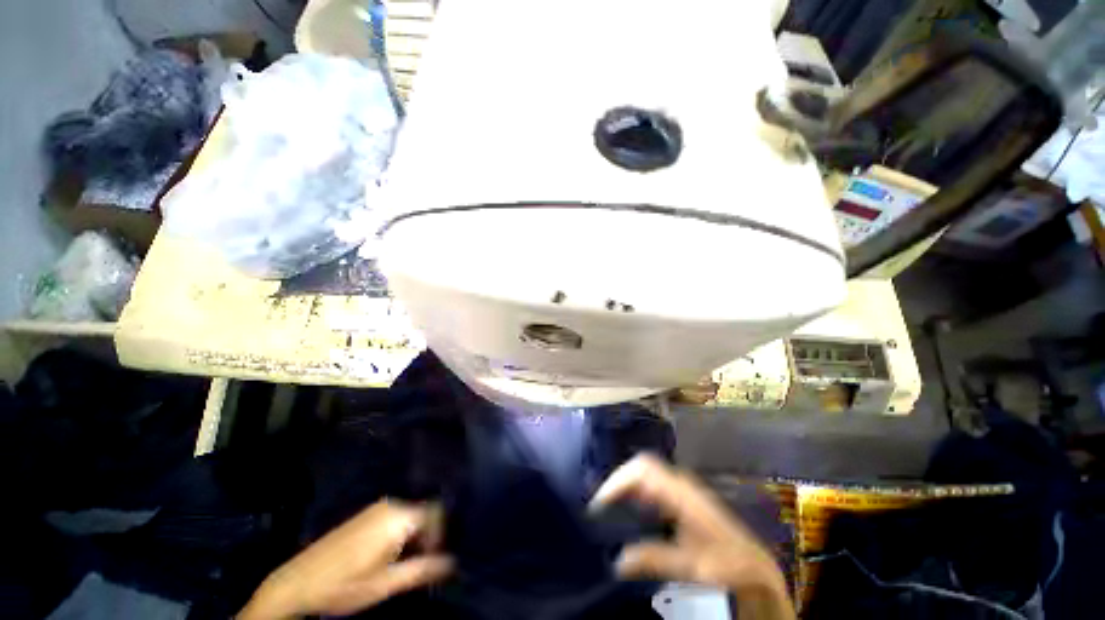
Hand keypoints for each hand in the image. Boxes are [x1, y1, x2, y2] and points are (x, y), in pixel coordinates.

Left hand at [239, 500, 453, 618]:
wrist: (297, 582)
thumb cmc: (345, 585)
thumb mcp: (386, 584)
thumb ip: (422, 570)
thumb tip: (452, 563)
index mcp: (399, 517)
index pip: (437, 513)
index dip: (441, 535)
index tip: (433, 559)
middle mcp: (391, 505)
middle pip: (423, 514)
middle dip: (426, 538)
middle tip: (416, 566)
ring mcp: (375, 508)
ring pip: (409, 517)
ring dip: (411, 538)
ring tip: (399, 565)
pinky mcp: (364, 515)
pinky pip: (394, 518)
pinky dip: (398, 534)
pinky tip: (383, 557)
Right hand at [591, 454, 793, 619]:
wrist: (754, 565)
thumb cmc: (725, 562)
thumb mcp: (690, 565)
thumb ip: (654, 558)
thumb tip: (618, 560)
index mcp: (681, 491)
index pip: (642, 468)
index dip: (618, 480)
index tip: (600, 503)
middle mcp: (678, 482)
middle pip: (640, 468)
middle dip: (618, 482)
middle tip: (599, 507)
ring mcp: (680, 488)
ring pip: (644, 476)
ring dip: (625, 489)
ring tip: (608, 510)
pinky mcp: (680, 498)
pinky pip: (651, 487)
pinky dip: (635, 496)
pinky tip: (629, 515)